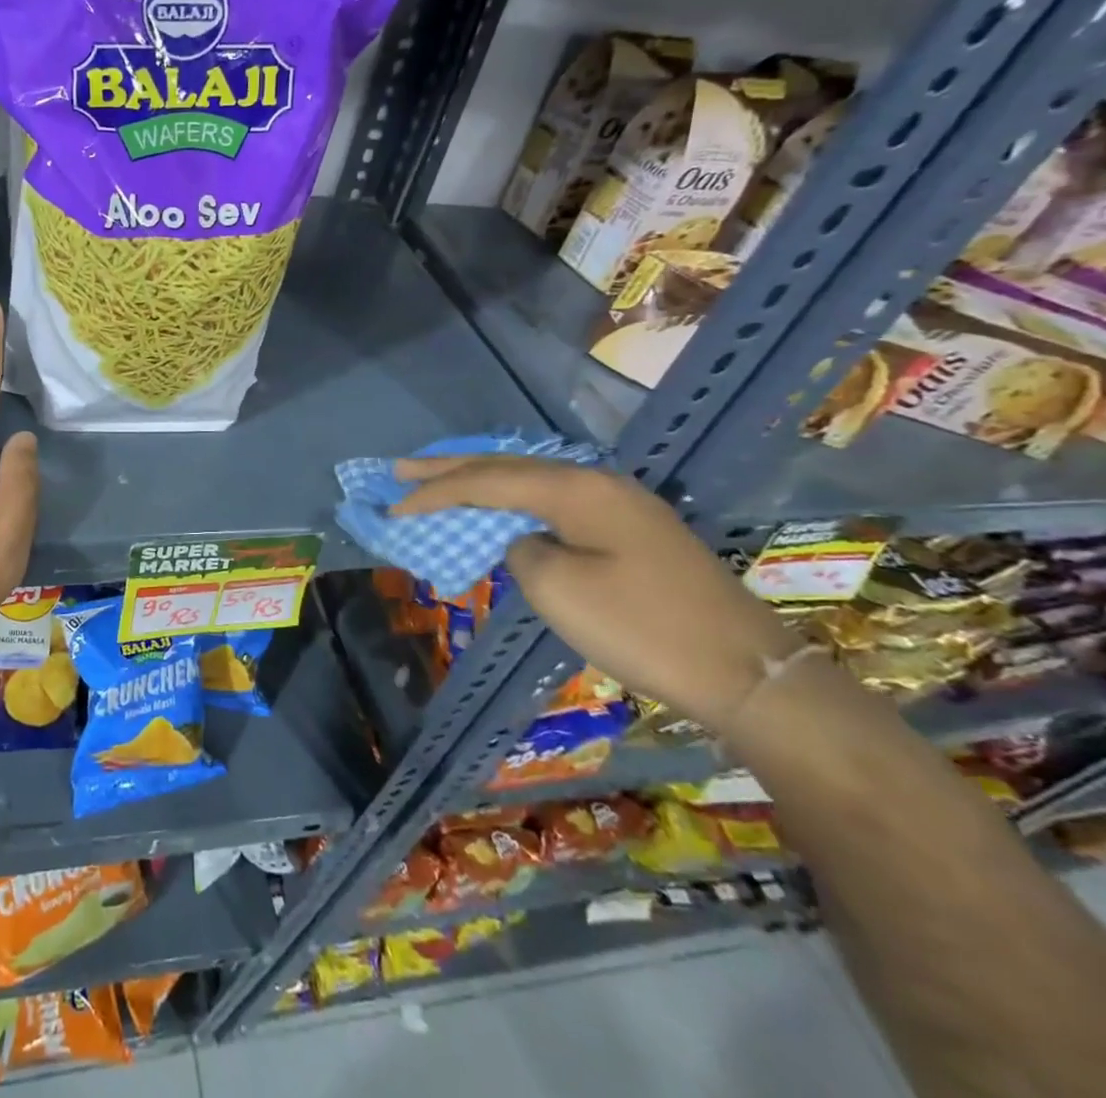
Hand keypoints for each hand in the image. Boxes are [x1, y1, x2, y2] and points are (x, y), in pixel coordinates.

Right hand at [393, 456, 801, 732]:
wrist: (748, 673)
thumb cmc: (643, 628)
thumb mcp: (559, 591)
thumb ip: (520, 552)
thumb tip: (523, 541)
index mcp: (576, 489)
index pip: (486, 480)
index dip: (435, 491)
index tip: (393, 504)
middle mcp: (596, 483)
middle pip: (507, 468)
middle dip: (449, 470)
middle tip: (400, 470)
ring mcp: (619, 505)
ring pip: (531, 483)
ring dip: (481, 484)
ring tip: (438, 482)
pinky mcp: (632, 531)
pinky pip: (554, 503)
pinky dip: (514, 504)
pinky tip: (500, 508)